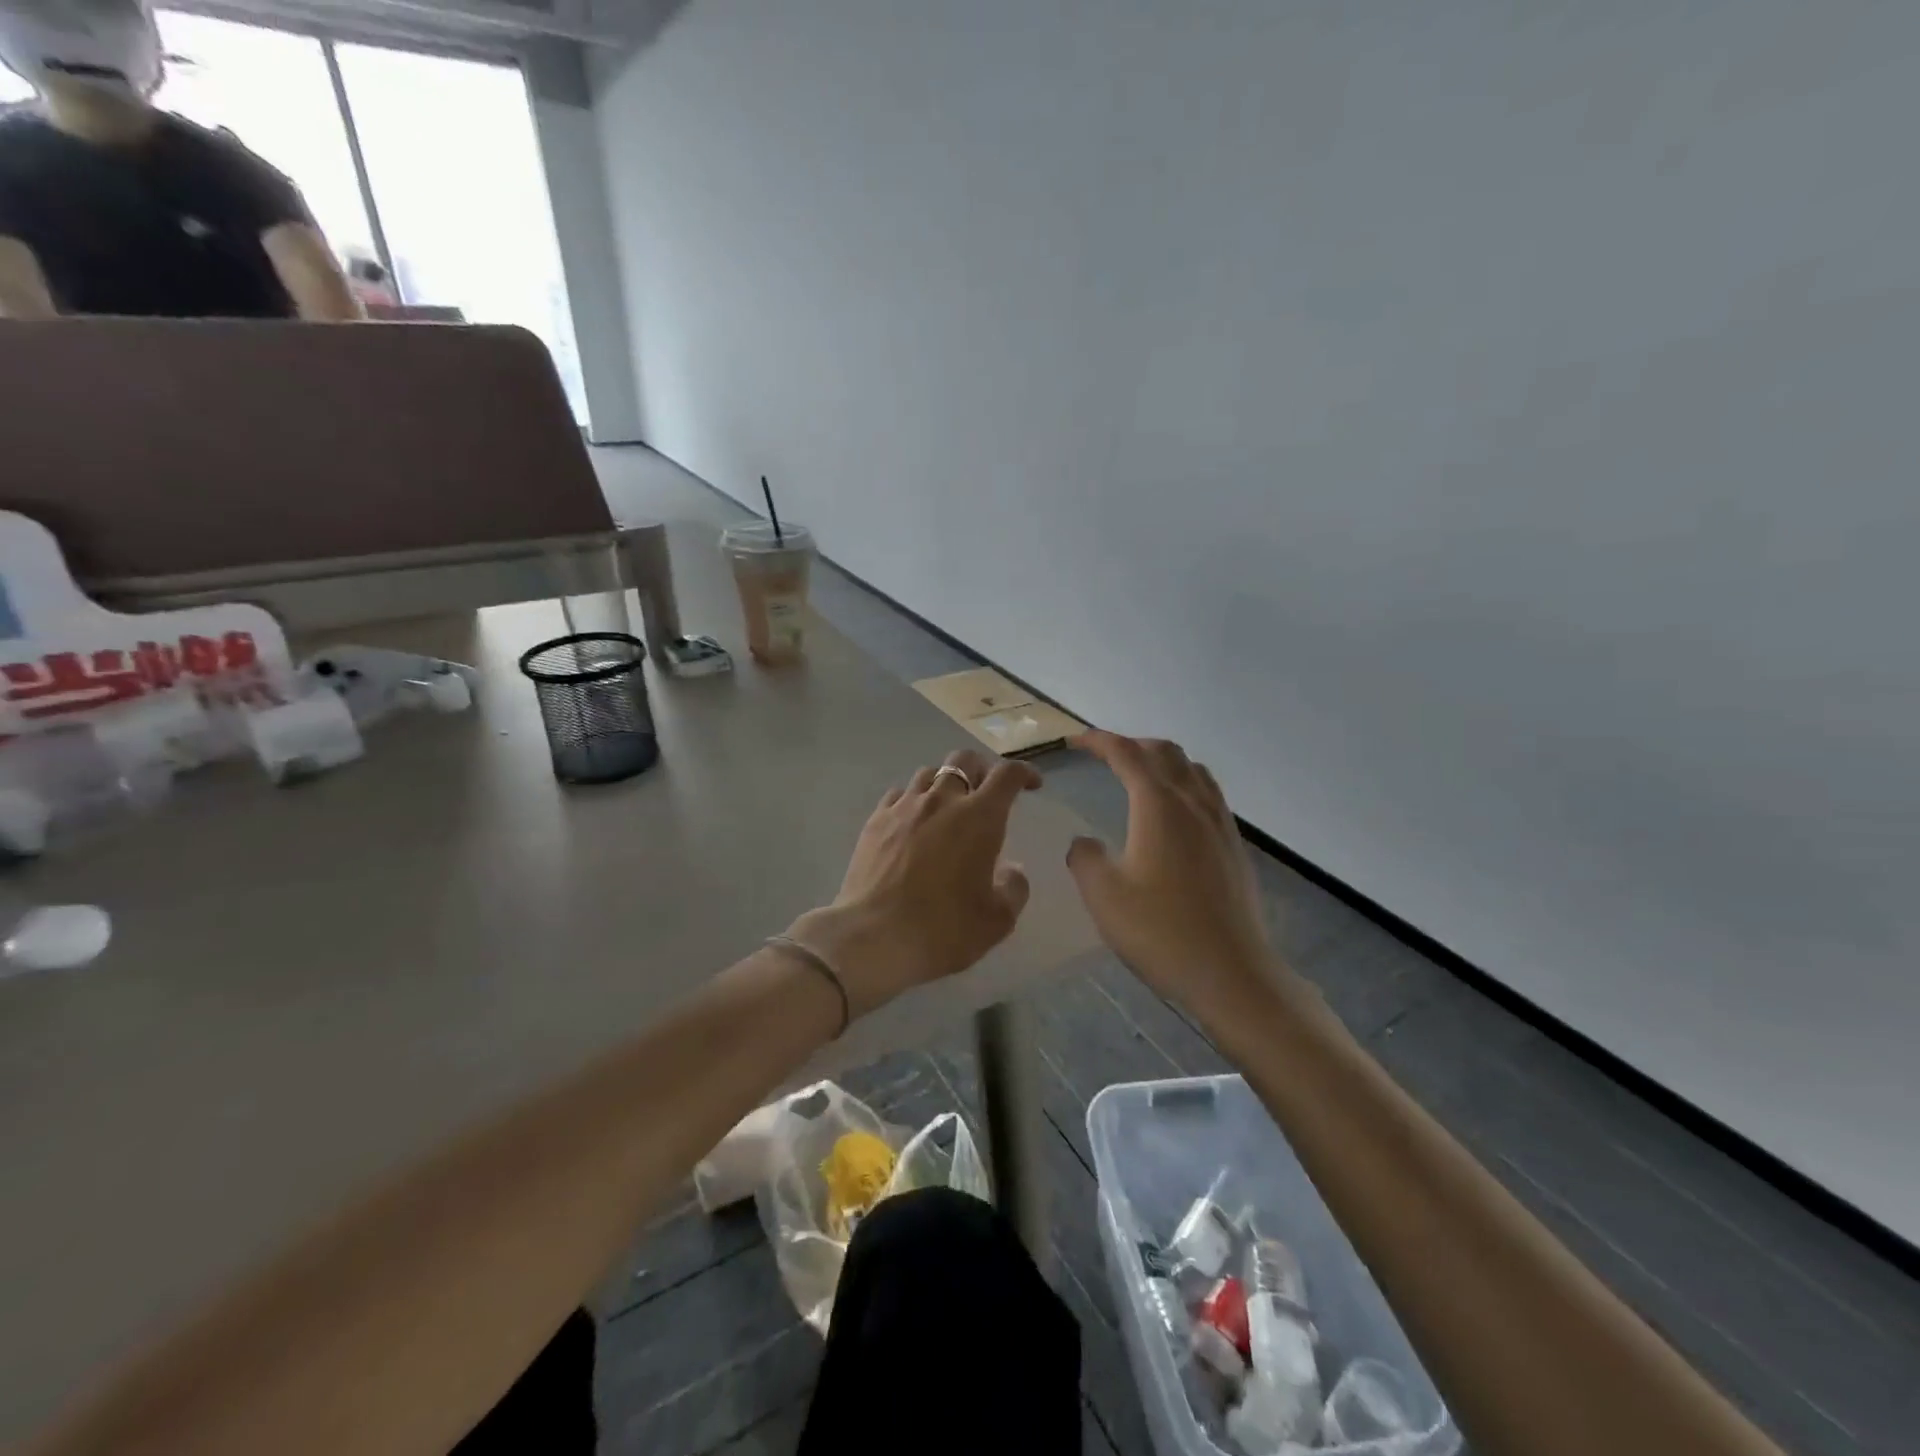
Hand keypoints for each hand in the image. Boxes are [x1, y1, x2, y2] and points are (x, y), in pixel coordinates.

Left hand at [790, 748, 1040, 1016]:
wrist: (874, 938)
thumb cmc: (944, 930)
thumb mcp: (997, 920)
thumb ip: (1014, 888)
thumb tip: (1012, 870)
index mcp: (980, 817)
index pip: (1007, 775)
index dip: (1025, 772)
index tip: (1032, 785)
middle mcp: (942, 800)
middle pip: (964, 760)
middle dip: (982, 769)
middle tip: (987, 793)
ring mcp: (904, 807)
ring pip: (929, 773)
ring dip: (945, 783)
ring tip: (948, 807)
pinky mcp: (875, 820)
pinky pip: (899, 794)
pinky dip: (913, 800)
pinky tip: (912, 822)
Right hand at [1065, 730, 1282, 1014]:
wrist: (1230, 972)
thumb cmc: (1160, 931)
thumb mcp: (1103, 894)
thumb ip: (1084, 857)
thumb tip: (1084, 843)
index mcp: (1158, 805)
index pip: (1126, 753)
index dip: (1098, 741)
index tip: (1074, 741)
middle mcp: (1193, 802)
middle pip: (1165, 752)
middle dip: (1131, 744)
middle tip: (1104, 756)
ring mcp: (1220, 823)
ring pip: (1193, 770)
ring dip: (1162, 761)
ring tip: (1140, 776)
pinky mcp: (1234, 846)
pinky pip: (1208, 794)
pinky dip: (1184, 784)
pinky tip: (1173, 814)